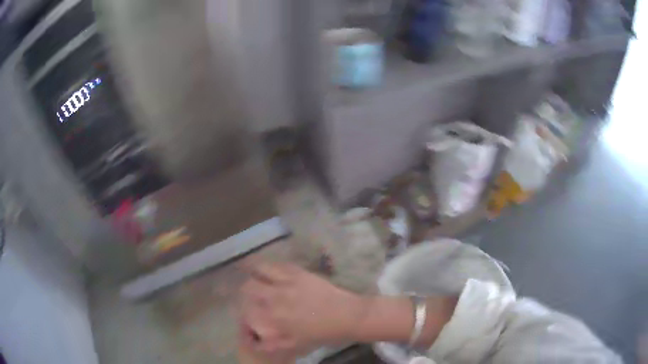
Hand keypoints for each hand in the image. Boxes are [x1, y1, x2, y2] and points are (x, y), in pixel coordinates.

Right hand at [238, 262, 364, 354]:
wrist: (347, 316)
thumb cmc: (322, 334)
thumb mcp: (295, 344)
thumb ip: (272, 343)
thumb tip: (255, 342)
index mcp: (274, 319)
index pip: (246, 312)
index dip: (243, 314)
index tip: (246, 316)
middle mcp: (275, 299)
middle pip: (247, 288)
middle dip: (245, 293)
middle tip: (250, 296)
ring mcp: (286, 283)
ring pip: (259, 271)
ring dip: (253, 276)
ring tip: (256, 278)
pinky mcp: (298, 272)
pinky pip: (276, 265)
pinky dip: (268, 266)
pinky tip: (269, 270)